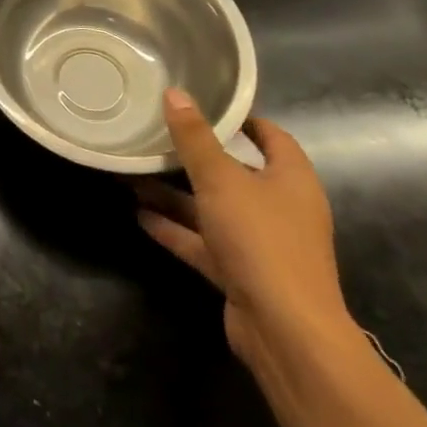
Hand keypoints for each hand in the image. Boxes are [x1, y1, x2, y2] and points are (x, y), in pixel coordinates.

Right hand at [136, 89, 354, 369]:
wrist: (287, 334)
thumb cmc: (261, 240)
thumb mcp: (221, 180)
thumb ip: (195, 138)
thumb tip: (175, 93)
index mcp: (291, 179)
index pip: (271, 137)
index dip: (241, 120)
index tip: (204, 105)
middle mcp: (280, 208)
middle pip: (236, 173)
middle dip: (196, 157)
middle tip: (158, 135)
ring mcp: (261, 244)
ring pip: (214, 209)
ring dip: (177, 195)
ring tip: (135, 174)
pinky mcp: (241, 274)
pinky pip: (204, 243)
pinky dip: (176, 229)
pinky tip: (140, 214)